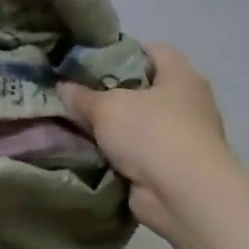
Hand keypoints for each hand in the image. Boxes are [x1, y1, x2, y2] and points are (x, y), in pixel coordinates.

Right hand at [60, 43, 232, 238]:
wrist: (185, 197)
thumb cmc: (152, 133)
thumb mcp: (106, 107)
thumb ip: (82, 96)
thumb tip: (62, 87)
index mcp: (180, 75)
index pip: (150, 51)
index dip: (118, 52)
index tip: (86, 61)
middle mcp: (187, 102)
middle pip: (141, 89)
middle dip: (108, 93)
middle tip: (73, 94)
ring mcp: (182, 138)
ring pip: (136, 124)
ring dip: (111, 129)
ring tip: (73, 124)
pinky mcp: (172, 169)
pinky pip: (137, 154)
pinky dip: (116, 155)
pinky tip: (86, 153)